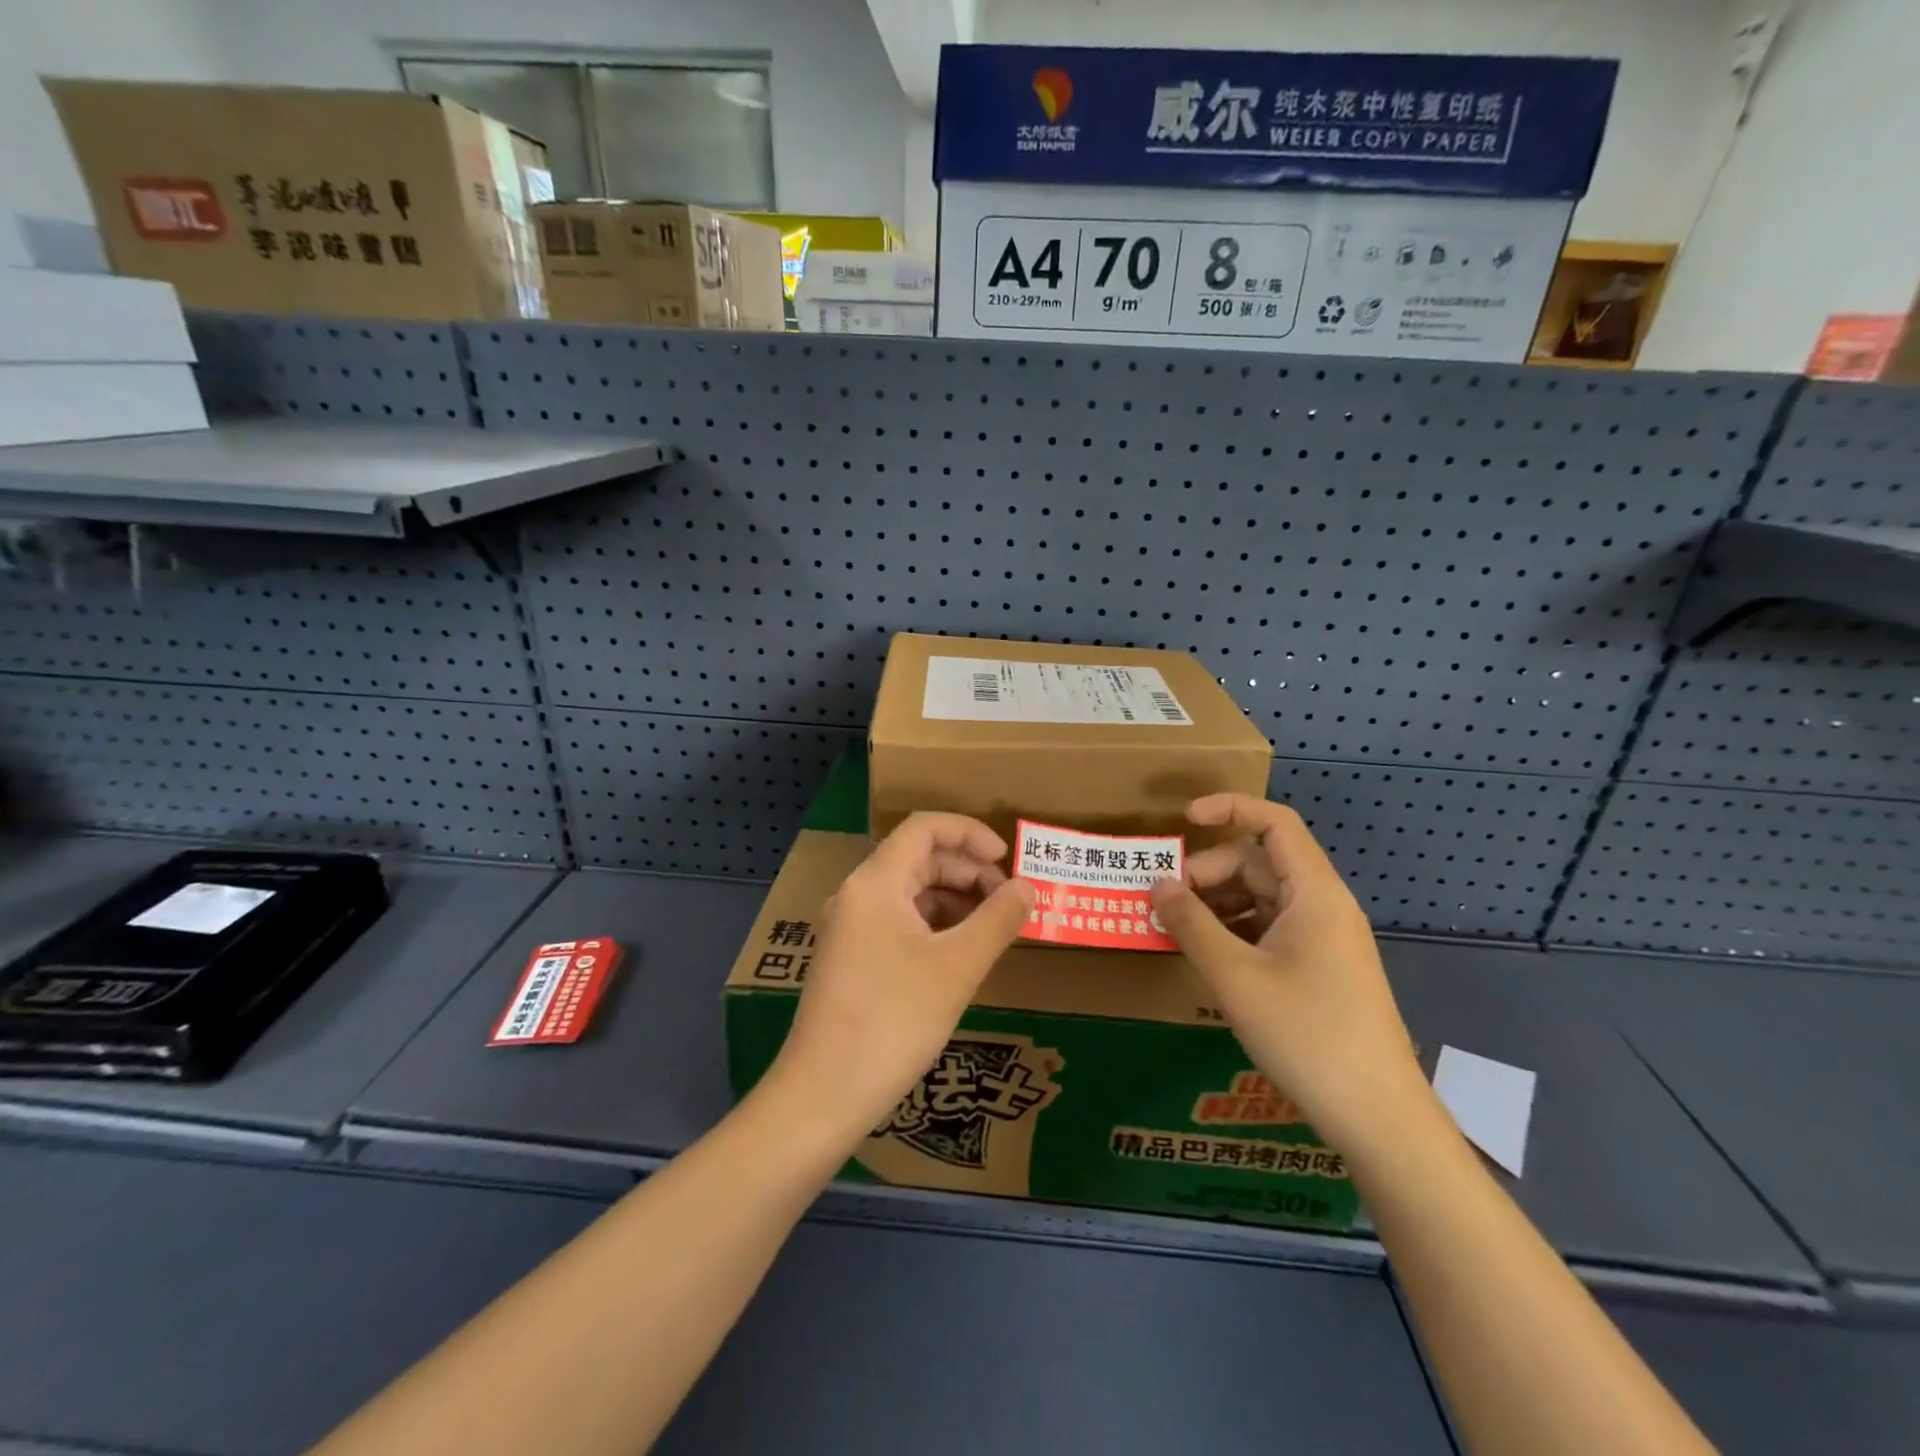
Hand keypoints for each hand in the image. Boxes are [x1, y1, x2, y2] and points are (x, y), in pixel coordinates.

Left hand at [767, 812, 1033, 1146]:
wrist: (823, 1095)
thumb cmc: (893, 1022)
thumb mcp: (956, 968)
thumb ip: (997, 920)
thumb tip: (1028, 887)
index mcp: (876, 883)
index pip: (925, 828)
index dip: (970, 833)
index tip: (1008, 860)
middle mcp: (858, 895)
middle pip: (920, 858)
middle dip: (969, 871)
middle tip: (1010, 903)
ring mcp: (852, 927)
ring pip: (911, 892)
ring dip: (955, 900)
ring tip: (994, 929)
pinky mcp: (853, 958)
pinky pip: (900, 921)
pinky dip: (936, 926)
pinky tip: (962, 954)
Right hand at [1150, 794, 1425, 1150]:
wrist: (1378, 1118)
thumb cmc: (1307, 1035)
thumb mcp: (1236, 977)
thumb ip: (1191, 924)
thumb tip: (1157, 883)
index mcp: (1313, 893)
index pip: (1274, 822)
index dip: (1228, 808)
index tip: (1183, 822)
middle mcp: (1321, 905)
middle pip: (1258, 862)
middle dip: (1207, 873)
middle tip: (1164, 904)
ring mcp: (1322, 939)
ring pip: (1260, 898)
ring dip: (1216, 904)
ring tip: (1176, 931)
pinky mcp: (1319, 968)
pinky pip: (1268, 929)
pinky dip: (1232, 931)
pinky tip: (1206, 957)